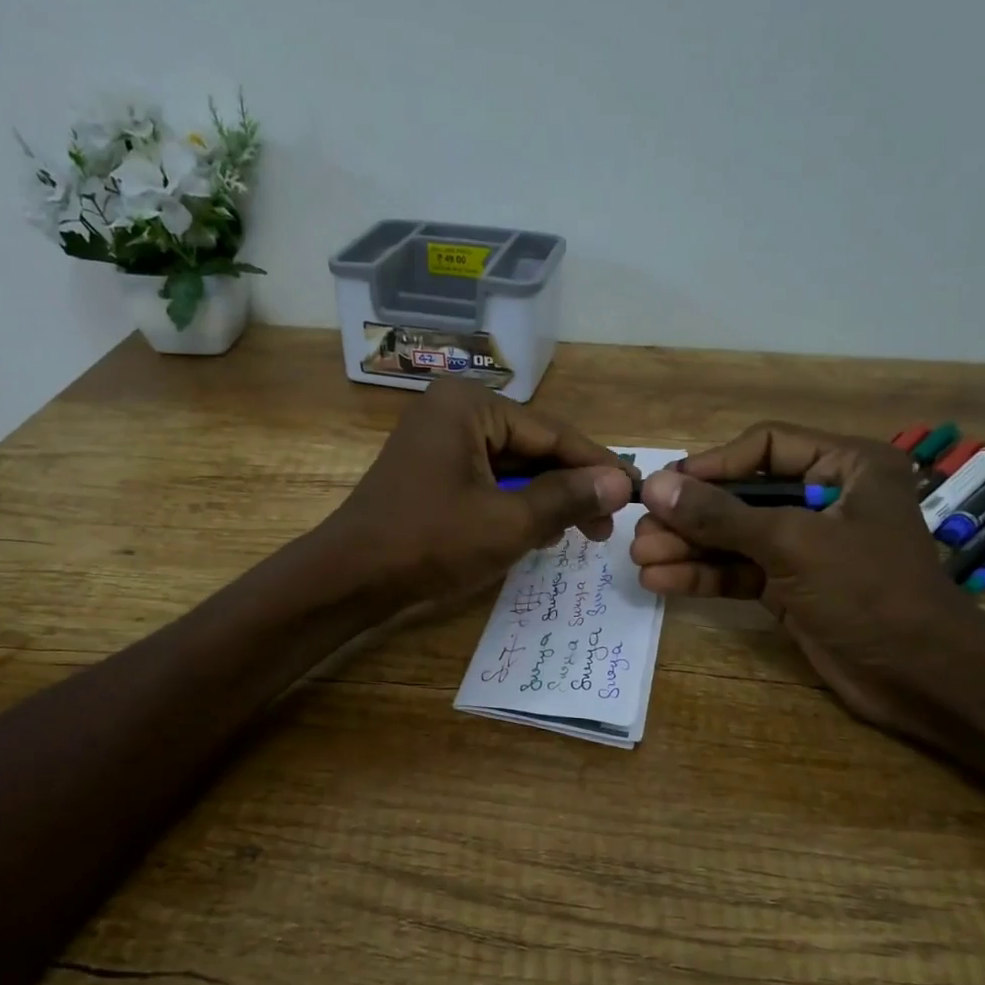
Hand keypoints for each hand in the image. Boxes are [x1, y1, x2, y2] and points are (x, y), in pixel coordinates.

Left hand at [326, 379, 634, 603]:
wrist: (349, 578)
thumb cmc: (429, 542)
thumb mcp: (508, 522)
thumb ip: (567, 497)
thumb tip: (619, 481)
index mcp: (469, 406)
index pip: (551, 432)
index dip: (596, 465)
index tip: (635, 492)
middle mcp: (453, 411)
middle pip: (531, 446)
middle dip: (569, 487)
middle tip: (605, 527)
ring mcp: (437, 440)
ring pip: (511, 466)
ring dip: (544, 500)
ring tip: (578, 533)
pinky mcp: (430, 470)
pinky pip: (486, 480)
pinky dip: (513, 505)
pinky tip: (537, 533)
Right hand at [630, 423, 980, 730]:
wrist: (920, 677)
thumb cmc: (869, 591)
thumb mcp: (792, 544)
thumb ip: (721, 514)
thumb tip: (656, 486)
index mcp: (846, 467)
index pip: (766, 446)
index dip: (713, 464)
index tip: (666, 486)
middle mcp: (824, 498)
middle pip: (741, 494)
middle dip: (690, 515)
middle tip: (641, 530)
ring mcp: (805, 545)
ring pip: (734, 536)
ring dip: (687, 547)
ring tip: (640, 558)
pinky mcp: (790, 586)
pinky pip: (738, 571)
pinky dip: (702, 575)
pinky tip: (660, 581)